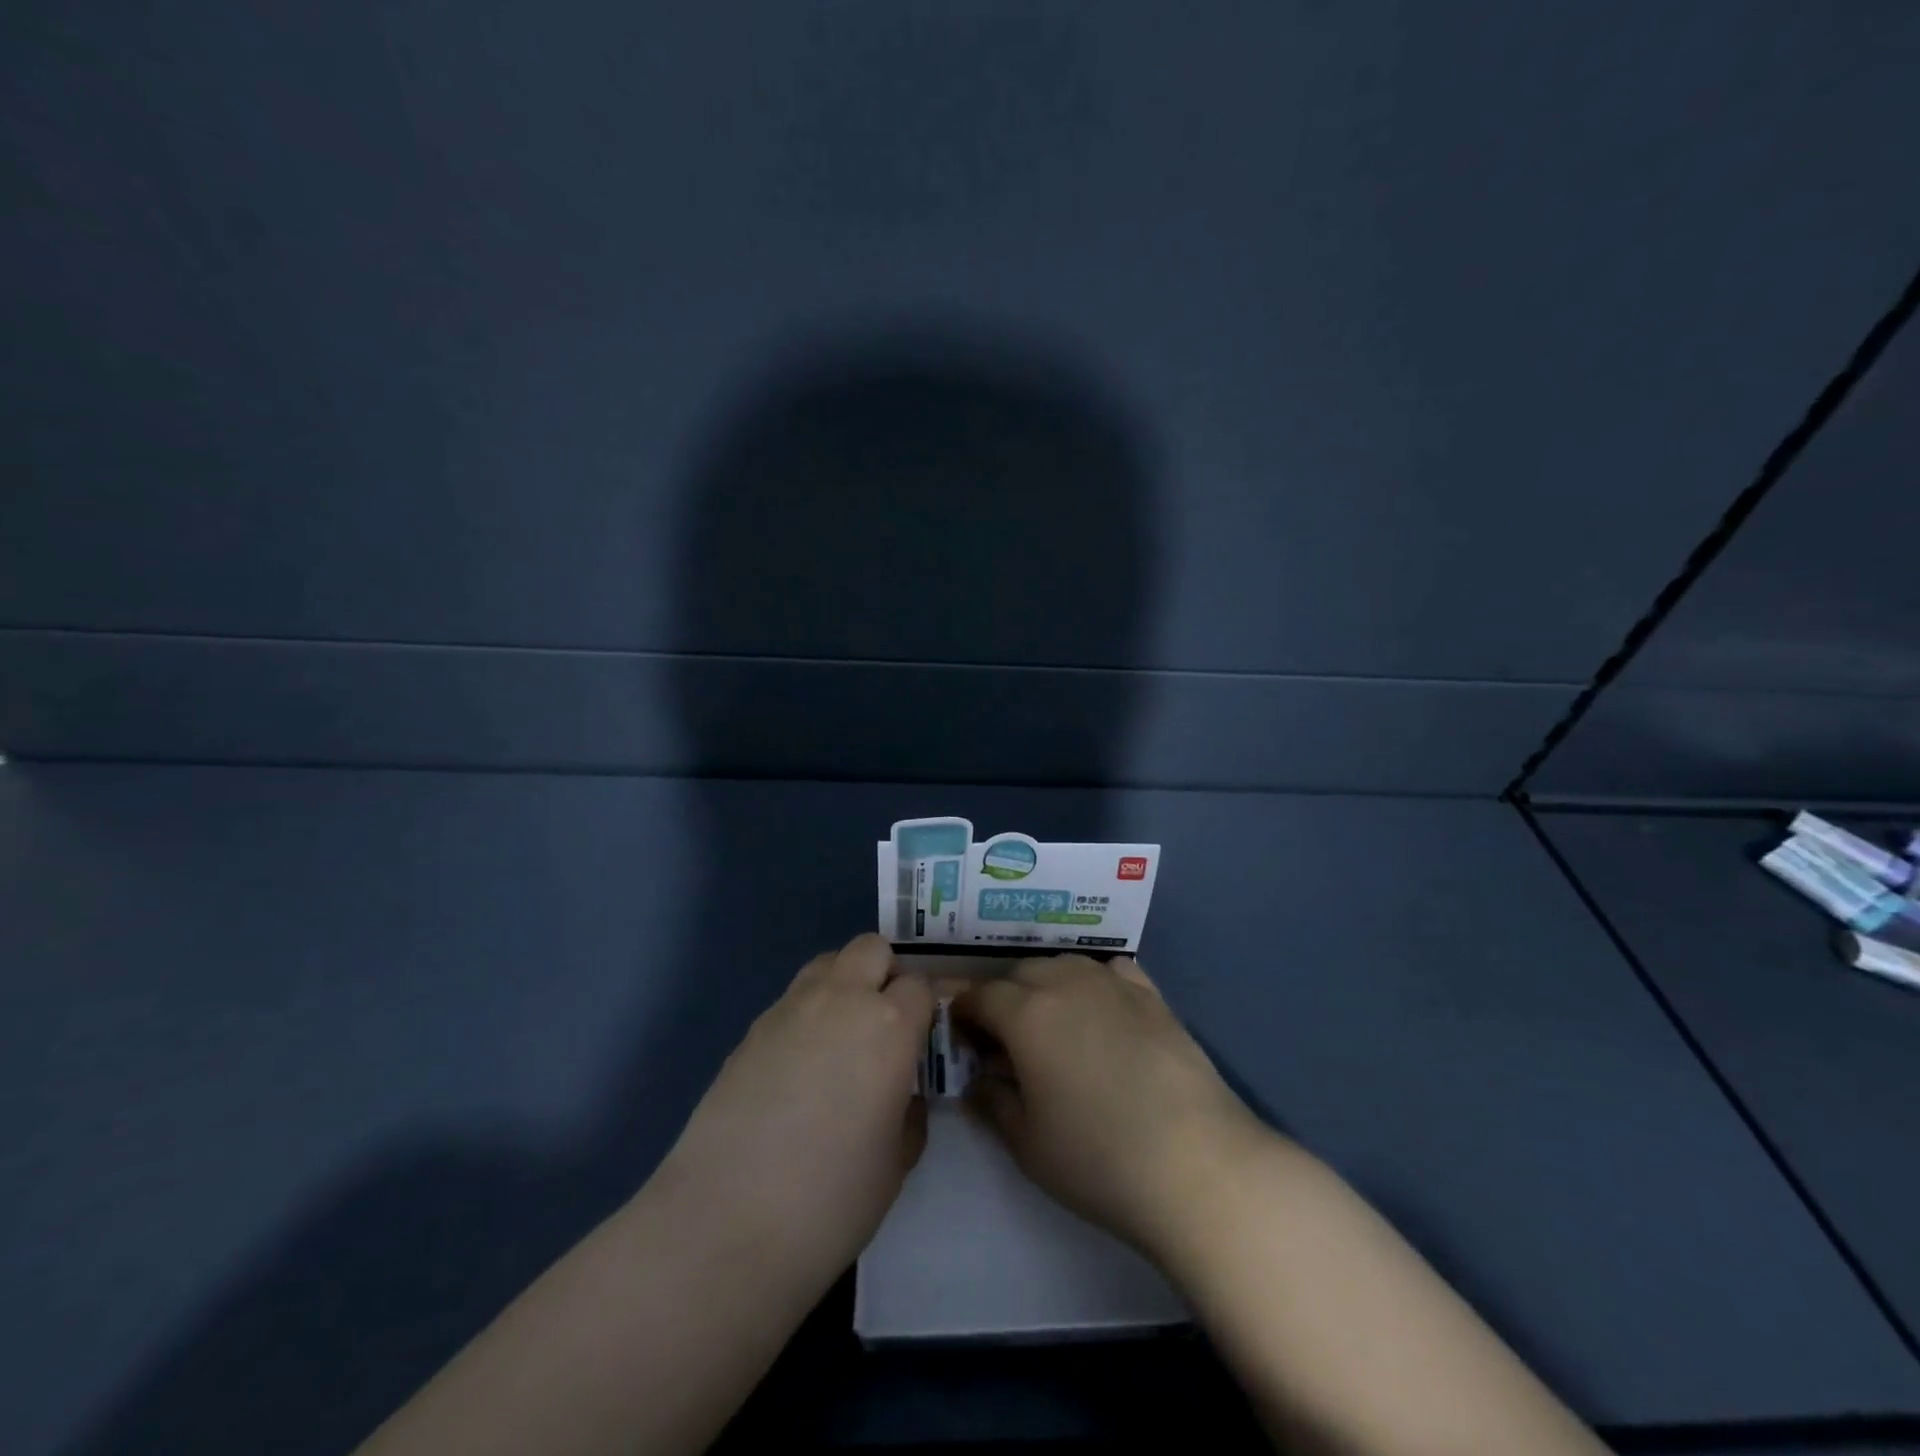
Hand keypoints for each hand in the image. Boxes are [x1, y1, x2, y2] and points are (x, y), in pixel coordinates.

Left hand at [654, 933, 935, 1288]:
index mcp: (889, 1024)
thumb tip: (900, 1092)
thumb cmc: (832, 1197)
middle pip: (871, 949)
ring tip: (840, 1038)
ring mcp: (789, 1008)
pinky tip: (798, 1068)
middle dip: (885, 974)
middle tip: (884, 1023)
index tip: (922, 1039)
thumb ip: (908, 1111)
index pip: (920, 985)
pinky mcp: (751, 1029)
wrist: (727, 1222)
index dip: (924, 1009)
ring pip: (827, 963)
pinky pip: (792, 999)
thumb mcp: (896, 1161)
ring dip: (843, 984)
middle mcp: (841, 999)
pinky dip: (806, 1014)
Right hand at [953, 955, 1268, 1261]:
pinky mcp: (1153, 996)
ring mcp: (1113, 985)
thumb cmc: (1098, 1158)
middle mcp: (1066, 983)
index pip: (980, 996)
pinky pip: (1112, 970)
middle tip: (1006, 1039)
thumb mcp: (1027, 1143)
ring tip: (1054, 1022)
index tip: (962, 1036)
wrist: (1195, 1162)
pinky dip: (1095, 981)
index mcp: (1026, 1014)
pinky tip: (1103, 1010)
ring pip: (1066, 964)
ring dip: (1048, 984)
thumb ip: (993, 1103)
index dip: (964, 1012)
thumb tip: (979, 1080)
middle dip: (1005, 997)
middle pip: (1022, 972)